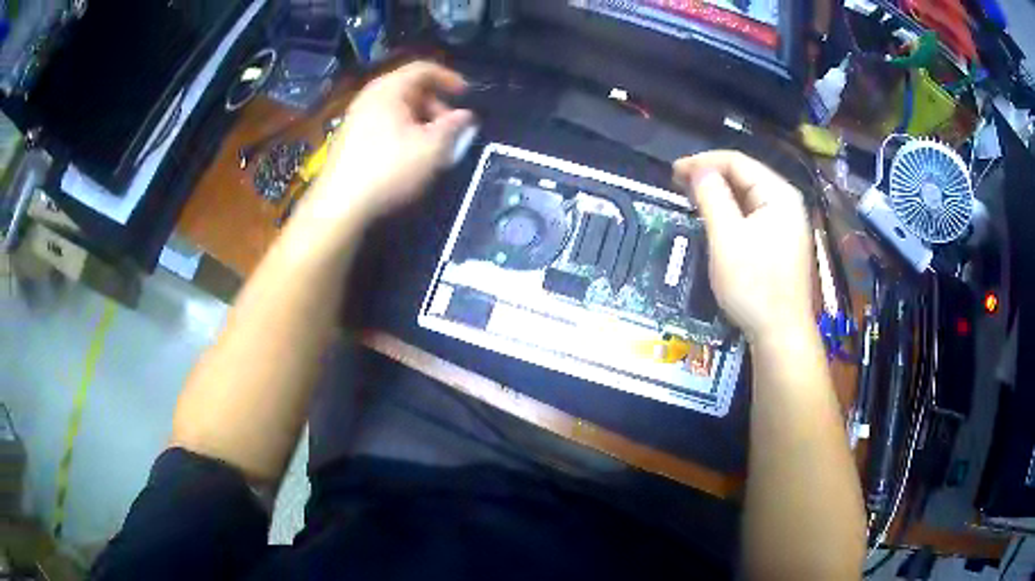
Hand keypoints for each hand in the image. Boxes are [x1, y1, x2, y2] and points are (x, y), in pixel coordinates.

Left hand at [306, 61, 474, 224]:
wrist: (339, 205)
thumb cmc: (389, 169)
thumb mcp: (431, 148)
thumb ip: (453, 126)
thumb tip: (466, 116)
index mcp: (389, 89)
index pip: (423, 69)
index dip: (449, 78)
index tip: (466, 95)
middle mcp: (370, 97)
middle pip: (409, 88)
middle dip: (436, 104)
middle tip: (451, 127)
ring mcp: (355, 118)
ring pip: (396, 108)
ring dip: (420, 120)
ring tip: (433, 145)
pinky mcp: (349, 139)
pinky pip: (383, 123)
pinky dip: (402, 131)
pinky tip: (408, 156)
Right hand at [673, 151, 813, 342]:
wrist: (781, 334)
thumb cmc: (754, 284)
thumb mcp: (727, 237)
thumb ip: (712, 196)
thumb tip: (698, 169)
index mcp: (779, 194)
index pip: (737, 162)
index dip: (703, 161)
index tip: (673, 171)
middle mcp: (786, 203)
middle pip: (744, 176)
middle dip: (710, 176)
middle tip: (678, 184)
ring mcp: (786, 224)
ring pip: (747, 197)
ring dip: (719, 194)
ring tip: (691, 199)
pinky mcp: (781, 243)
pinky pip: (752, 216)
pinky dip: (731, 213)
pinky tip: (715, 219)